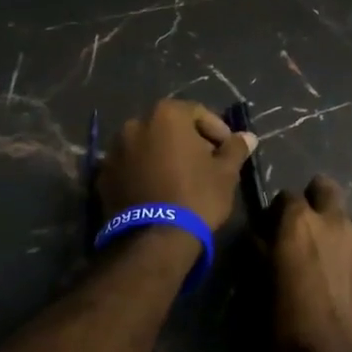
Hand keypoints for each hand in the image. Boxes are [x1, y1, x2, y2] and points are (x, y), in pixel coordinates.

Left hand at [96, 100, 257, 233]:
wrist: (154, 239)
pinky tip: (158, 191)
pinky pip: (131, 165)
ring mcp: (115, 150)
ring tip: (180, 179)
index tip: (227, 151)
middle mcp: (136, 124)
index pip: (198, 113)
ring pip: (148, 145)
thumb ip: (235, 148)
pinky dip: (144, 171)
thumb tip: (248, 137)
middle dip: (188, 141)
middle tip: (206, 164)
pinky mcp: (103, 175)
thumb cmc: (196, 196)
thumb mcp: (225, 173)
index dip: (217, 130)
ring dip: (163, 155)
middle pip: (170, 127)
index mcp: (166, 115)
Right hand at [270, 176, 351, 351]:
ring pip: (346, 215)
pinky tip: (345, 278)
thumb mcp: (263, 293)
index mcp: (299, 224)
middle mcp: (334, 220)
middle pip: (324, 188)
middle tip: (303, 231)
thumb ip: (263, 256)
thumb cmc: (292, 334)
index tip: (272, 232)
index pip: (285, 196)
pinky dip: (351, 250)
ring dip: (334, 226)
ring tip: (326, 258)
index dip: (277, 214)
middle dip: (313, 201)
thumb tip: (260, 238)